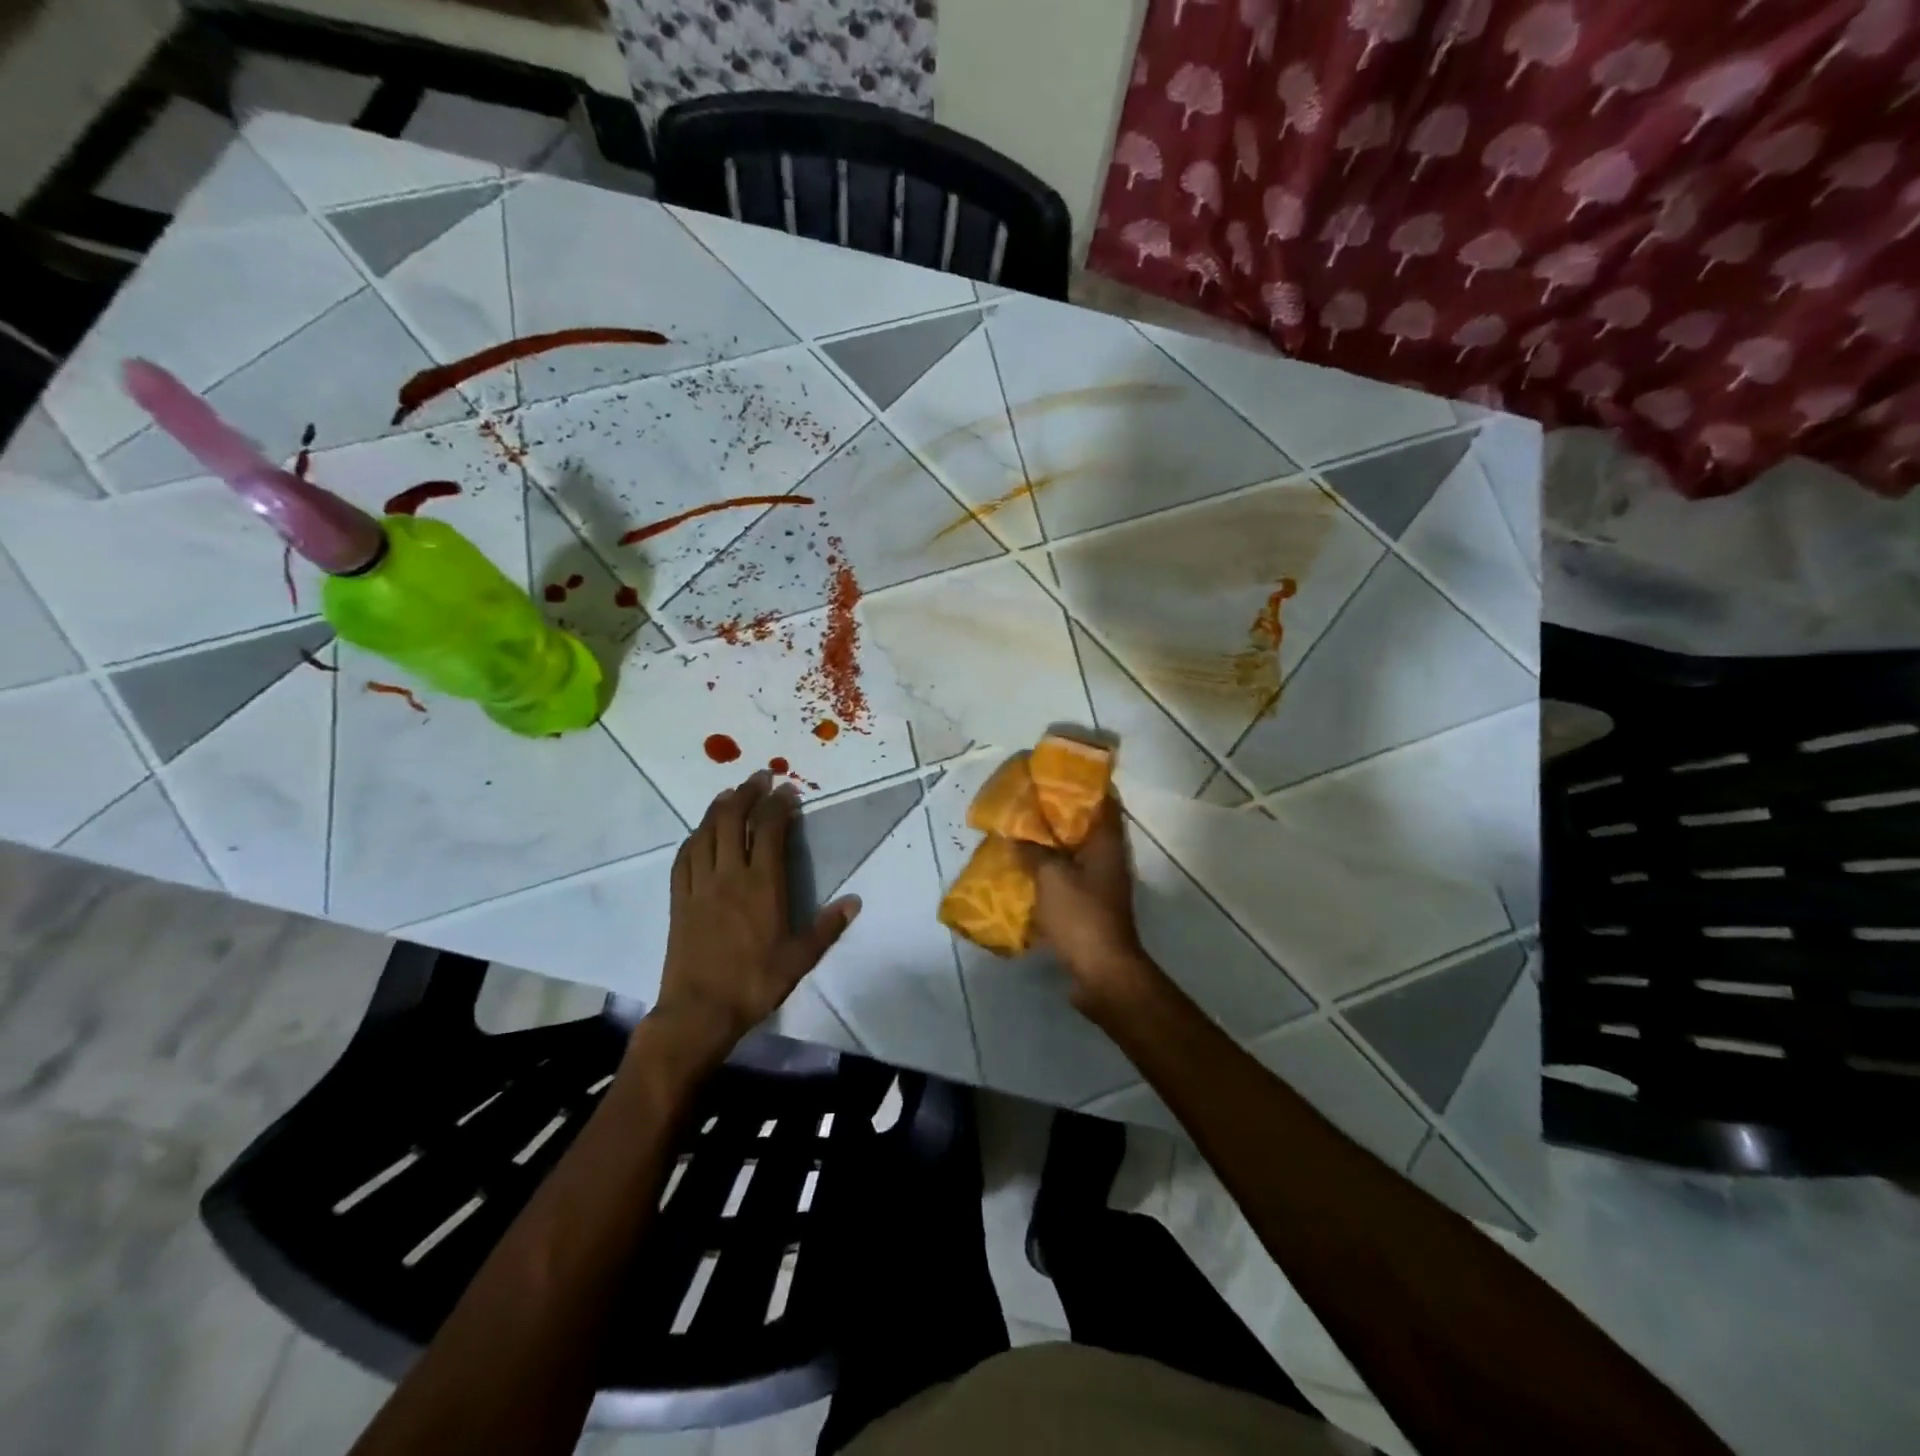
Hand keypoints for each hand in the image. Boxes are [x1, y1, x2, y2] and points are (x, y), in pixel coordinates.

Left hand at [652, 771, 860, 1057]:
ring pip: (706, 833)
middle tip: (759, 778)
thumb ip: (827, 927)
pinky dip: (694, 837)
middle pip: (733, 820)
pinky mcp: (678, 900)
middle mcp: (729, 876)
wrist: (699, 1011)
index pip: (770, 830)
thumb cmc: (754, 982)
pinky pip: (684, 858)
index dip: (779, 805)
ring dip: (718, 808)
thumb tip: (854, 901)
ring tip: (729, 793)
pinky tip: (699, 833)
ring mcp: (699, 886)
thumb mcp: (800, 958)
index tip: (787, 790)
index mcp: (762, 885)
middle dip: (747, 793)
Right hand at [1020, 794, 1158, 1017]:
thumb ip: (1033, 851)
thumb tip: (1017, 835)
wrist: (1101, 971)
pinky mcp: (1090, 905)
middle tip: (1028, 801)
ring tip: (1021, 831)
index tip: (1054, 773)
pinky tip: (1025, 868)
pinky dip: (1050, 869)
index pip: (1101, 799)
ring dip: (1052, 842)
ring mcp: (1102, 883)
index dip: (1081, 783)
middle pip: (1086, 825)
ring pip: (1075, 851)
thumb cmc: (1081, 915)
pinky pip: (1068, 876)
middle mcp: (1109, 858)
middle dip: (1058, 812)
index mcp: (1106, 843)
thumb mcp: (1050, 877)